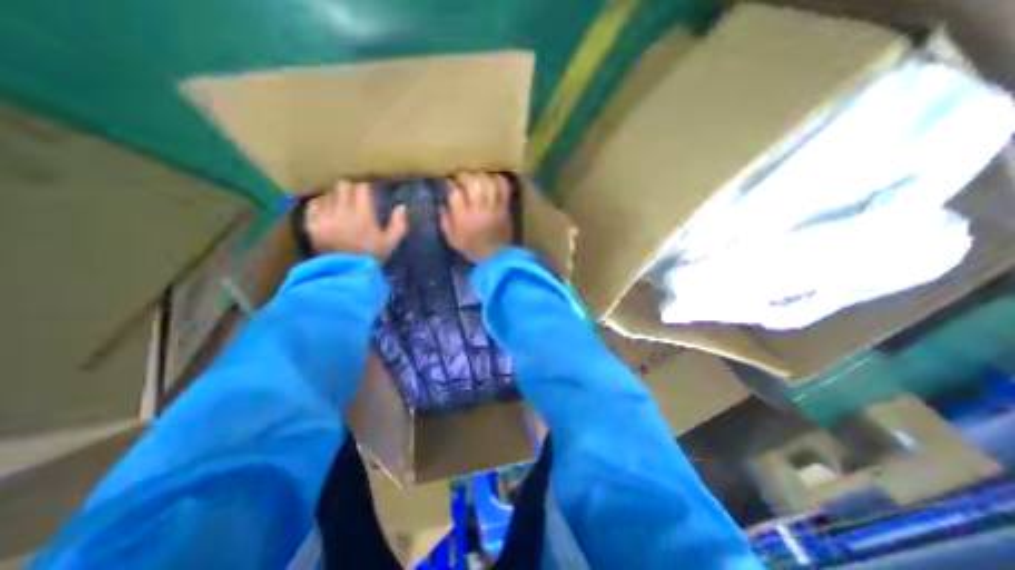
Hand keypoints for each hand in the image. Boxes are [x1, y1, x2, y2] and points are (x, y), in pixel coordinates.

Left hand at [304, 181, 405, 260]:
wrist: (346, 272)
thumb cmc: (371, 256)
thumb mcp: (390, 242)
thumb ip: (398, 224)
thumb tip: (401, 207)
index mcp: (363, 214)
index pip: (361, 188)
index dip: (365, 188)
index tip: (369, 192)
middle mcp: (342, 211)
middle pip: (343, 186)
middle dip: (350, 189)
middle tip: (354, 197)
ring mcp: (324, 216)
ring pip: (328, 193)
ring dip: (335, 196)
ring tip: (340, 205)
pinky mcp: (311, 223)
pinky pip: (313, 204)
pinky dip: (320, 204)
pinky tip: (327, 210)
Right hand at [441, 171, 516, 263]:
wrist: (495, 257)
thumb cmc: (471, 248)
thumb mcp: (452, 239)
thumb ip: (445, 221)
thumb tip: (441, 205)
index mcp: (463, 218)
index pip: (455, 193)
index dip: (451, 184)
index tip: (449, 182)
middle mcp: (478, 210)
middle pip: (473, 183)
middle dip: (465, 175)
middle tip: (462, 177)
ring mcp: (493, 208)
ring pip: (488, 183)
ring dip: (482, 176)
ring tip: (477, 176)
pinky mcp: (505, 208)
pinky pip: (505, 189)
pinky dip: (500, 180)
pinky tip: (494, 178)